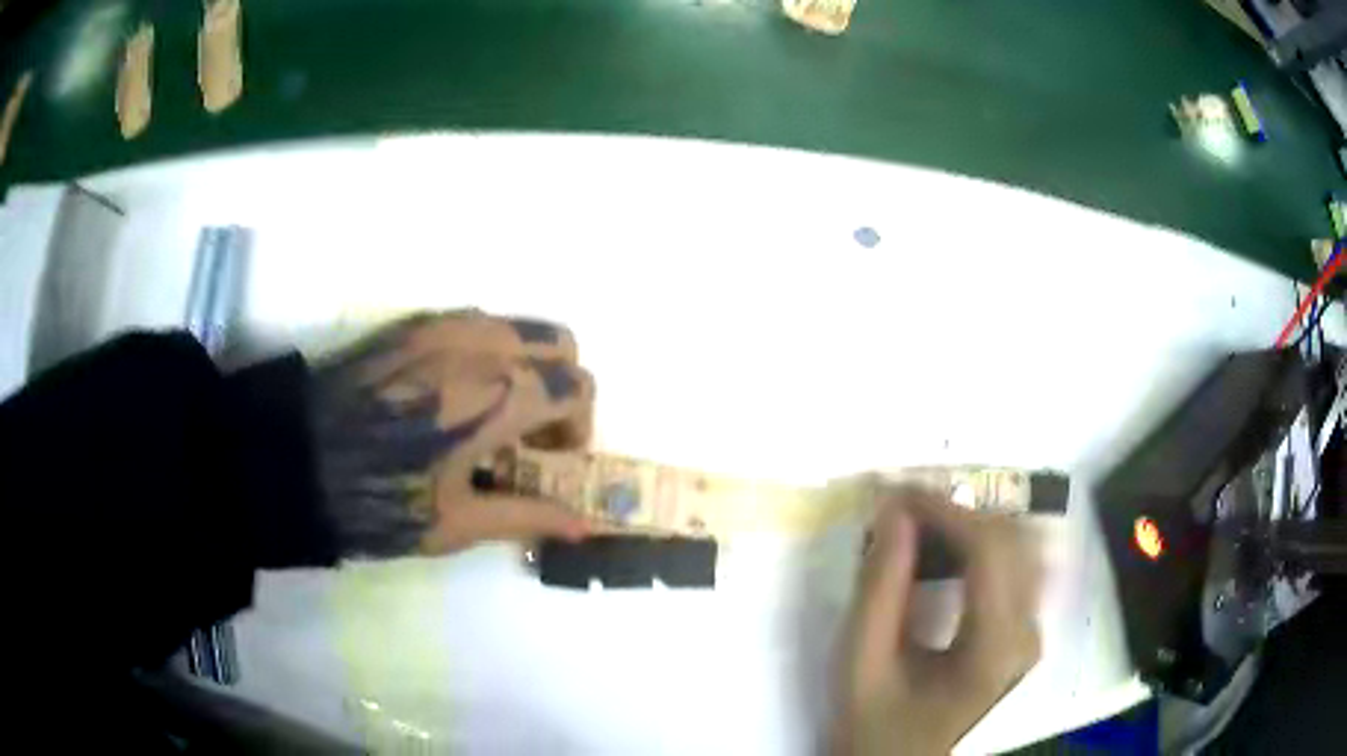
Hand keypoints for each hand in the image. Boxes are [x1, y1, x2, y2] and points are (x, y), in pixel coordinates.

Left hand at [309, 311, 595, 557]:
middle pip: (560, 341)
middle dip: (564, 384)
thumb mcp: (456, 523)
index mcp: (496, 396)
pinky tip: (459, 393)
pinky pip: (477, 322)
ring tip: (497, 411)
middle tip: (535, 431)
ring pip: (518, 325)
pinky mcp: (414, 323)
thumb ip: (528, 516)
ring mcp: (444, 325)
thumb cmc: (376, 498)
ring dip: (529, 364)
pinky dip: (492, 351)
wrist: (296, 458)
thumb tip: (584, 526)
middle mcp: (480, 345)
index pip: (576, 386)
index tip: (555, 457)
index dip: (579, 425)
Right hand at [832, 488, 1042, 755]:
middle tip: (903, 506)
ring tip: (922, 524)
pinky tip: (949, 548)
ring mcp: (1032, 632)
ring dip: (973, 524)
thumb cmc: (874, 722)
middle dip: (958, 511)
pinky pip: (1018, 565)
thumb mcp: (861, 661)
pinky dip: (984, 544)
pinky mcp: (1025, 631)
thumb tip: (894, 512)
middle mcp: (1028, 634)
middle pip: (1013, 540)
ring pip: (1021, 545)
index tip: (898, 492)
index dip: (946, 510)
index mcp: (994, 649)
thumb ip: (879, 588)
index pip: (989, 551)